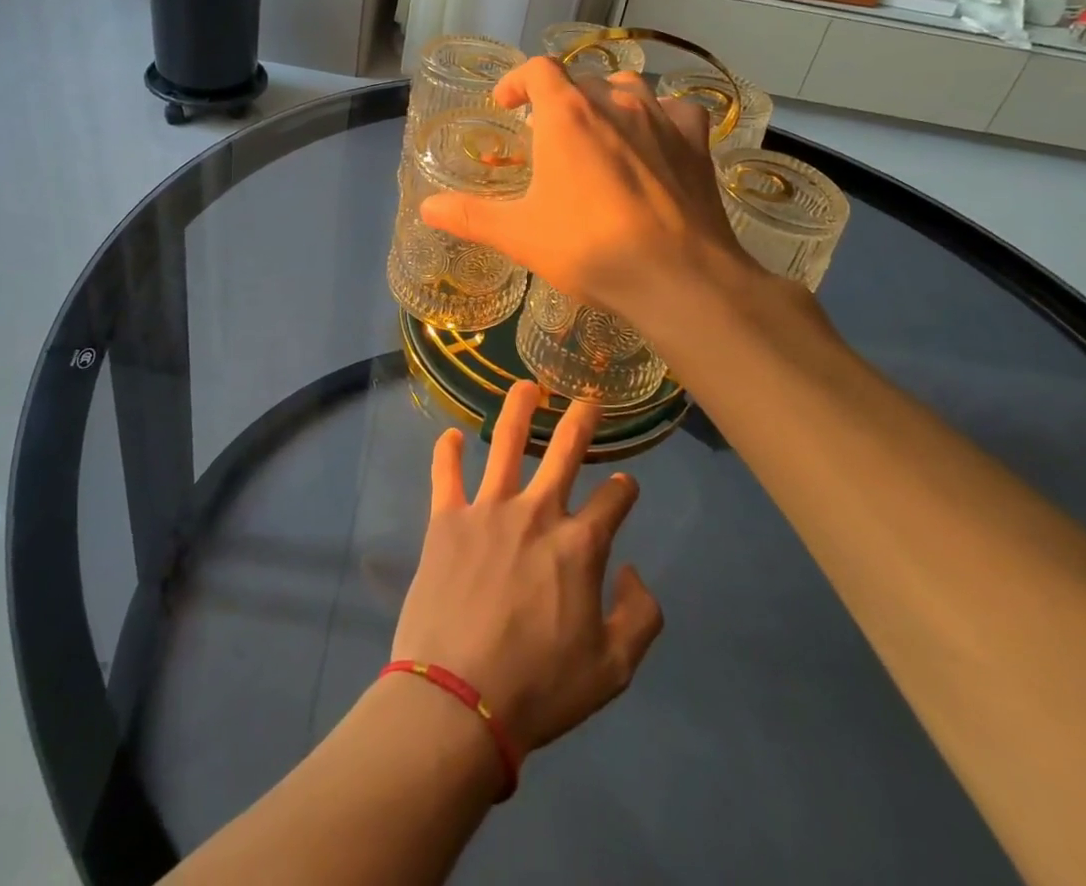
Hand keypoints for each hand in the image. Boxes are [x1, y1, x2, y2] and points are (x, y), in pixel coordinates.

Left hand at [391, 382, 663, 758]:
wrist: (458, 699)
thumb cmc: (539, 687)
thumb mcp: (613, 670)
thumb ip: (640, 616)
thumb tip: (633, 570)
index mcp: (580, 545)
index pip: (614, 501)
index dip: (625, 490)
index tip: (626, 487)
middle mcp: (537, 512)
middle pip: (565, 451)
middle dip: (581, 421)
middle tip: (588, 399)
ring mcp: (488, 509)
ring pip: (505, 442)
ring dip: (518, 409)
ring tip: (525, 385)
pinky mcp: (446, 519)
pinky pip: (445, 474)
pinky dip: (446, 451)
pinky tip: (449, 435)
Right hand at [419, 56, 742, 323]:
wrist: (677, 277)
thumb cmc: (589, 247)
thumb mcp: (519, 234)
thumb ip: (470, 216)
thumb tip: (427, 208)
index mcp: (567, 115)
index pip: (539, 70)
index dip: (518, 80)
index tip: (506, 104)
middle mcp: (615, 103)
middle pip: (581, 80)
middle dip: (559, 98)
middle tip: (547, 134)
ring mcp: (662, 118)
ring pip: (629, 88)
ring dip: (607, 101)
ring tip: (598, 131)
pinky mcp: (696, 142)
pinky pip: (676, 111)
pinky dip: (661, 118)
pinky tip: (655, 141)